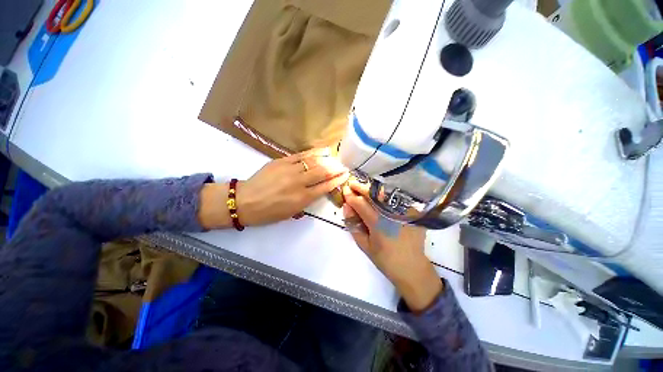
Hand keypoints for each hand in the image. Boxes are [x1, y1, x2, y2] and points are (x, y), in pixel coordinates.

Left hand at [236, 149, 348, 225]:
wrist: (245, 201)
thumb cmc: (269, 212)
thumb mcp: (291, 213)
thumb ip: (307, 201)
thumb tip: (319, 190)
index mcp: (302, 199)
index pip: (325, 187)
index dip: (337, 180)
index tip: (345, 175)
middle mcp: (299, 183)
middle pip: (323, 172)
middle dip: (336, 169)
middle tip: (343, 166)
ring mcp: (290, 170)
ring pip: (314, 162)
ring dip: (328, 160)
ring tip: (336, 158)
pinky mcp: (282, 161)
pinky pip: (301, 155)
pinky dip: (314, 152)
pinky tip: (323, 150)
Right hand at [342, 180, 442, 311]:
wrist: (412, 268)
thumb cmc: (385, 259)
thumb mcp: (364, 245)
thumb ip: (353, 225)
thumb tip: (346, 206)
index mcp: (379, 224)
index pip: (361, 204)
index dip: (351, 196)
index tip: (345, 191)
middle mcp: (392, 214)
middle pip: (374, 194)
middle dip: (361, 187)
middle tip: (352, 183)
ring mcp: (405, 211)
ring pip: (386, 193)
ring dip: (372, 188)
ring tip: (363, 186)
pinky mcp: (413, 212)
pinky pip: (397, 198)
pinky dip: (386, 194)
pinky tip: (379, 194)